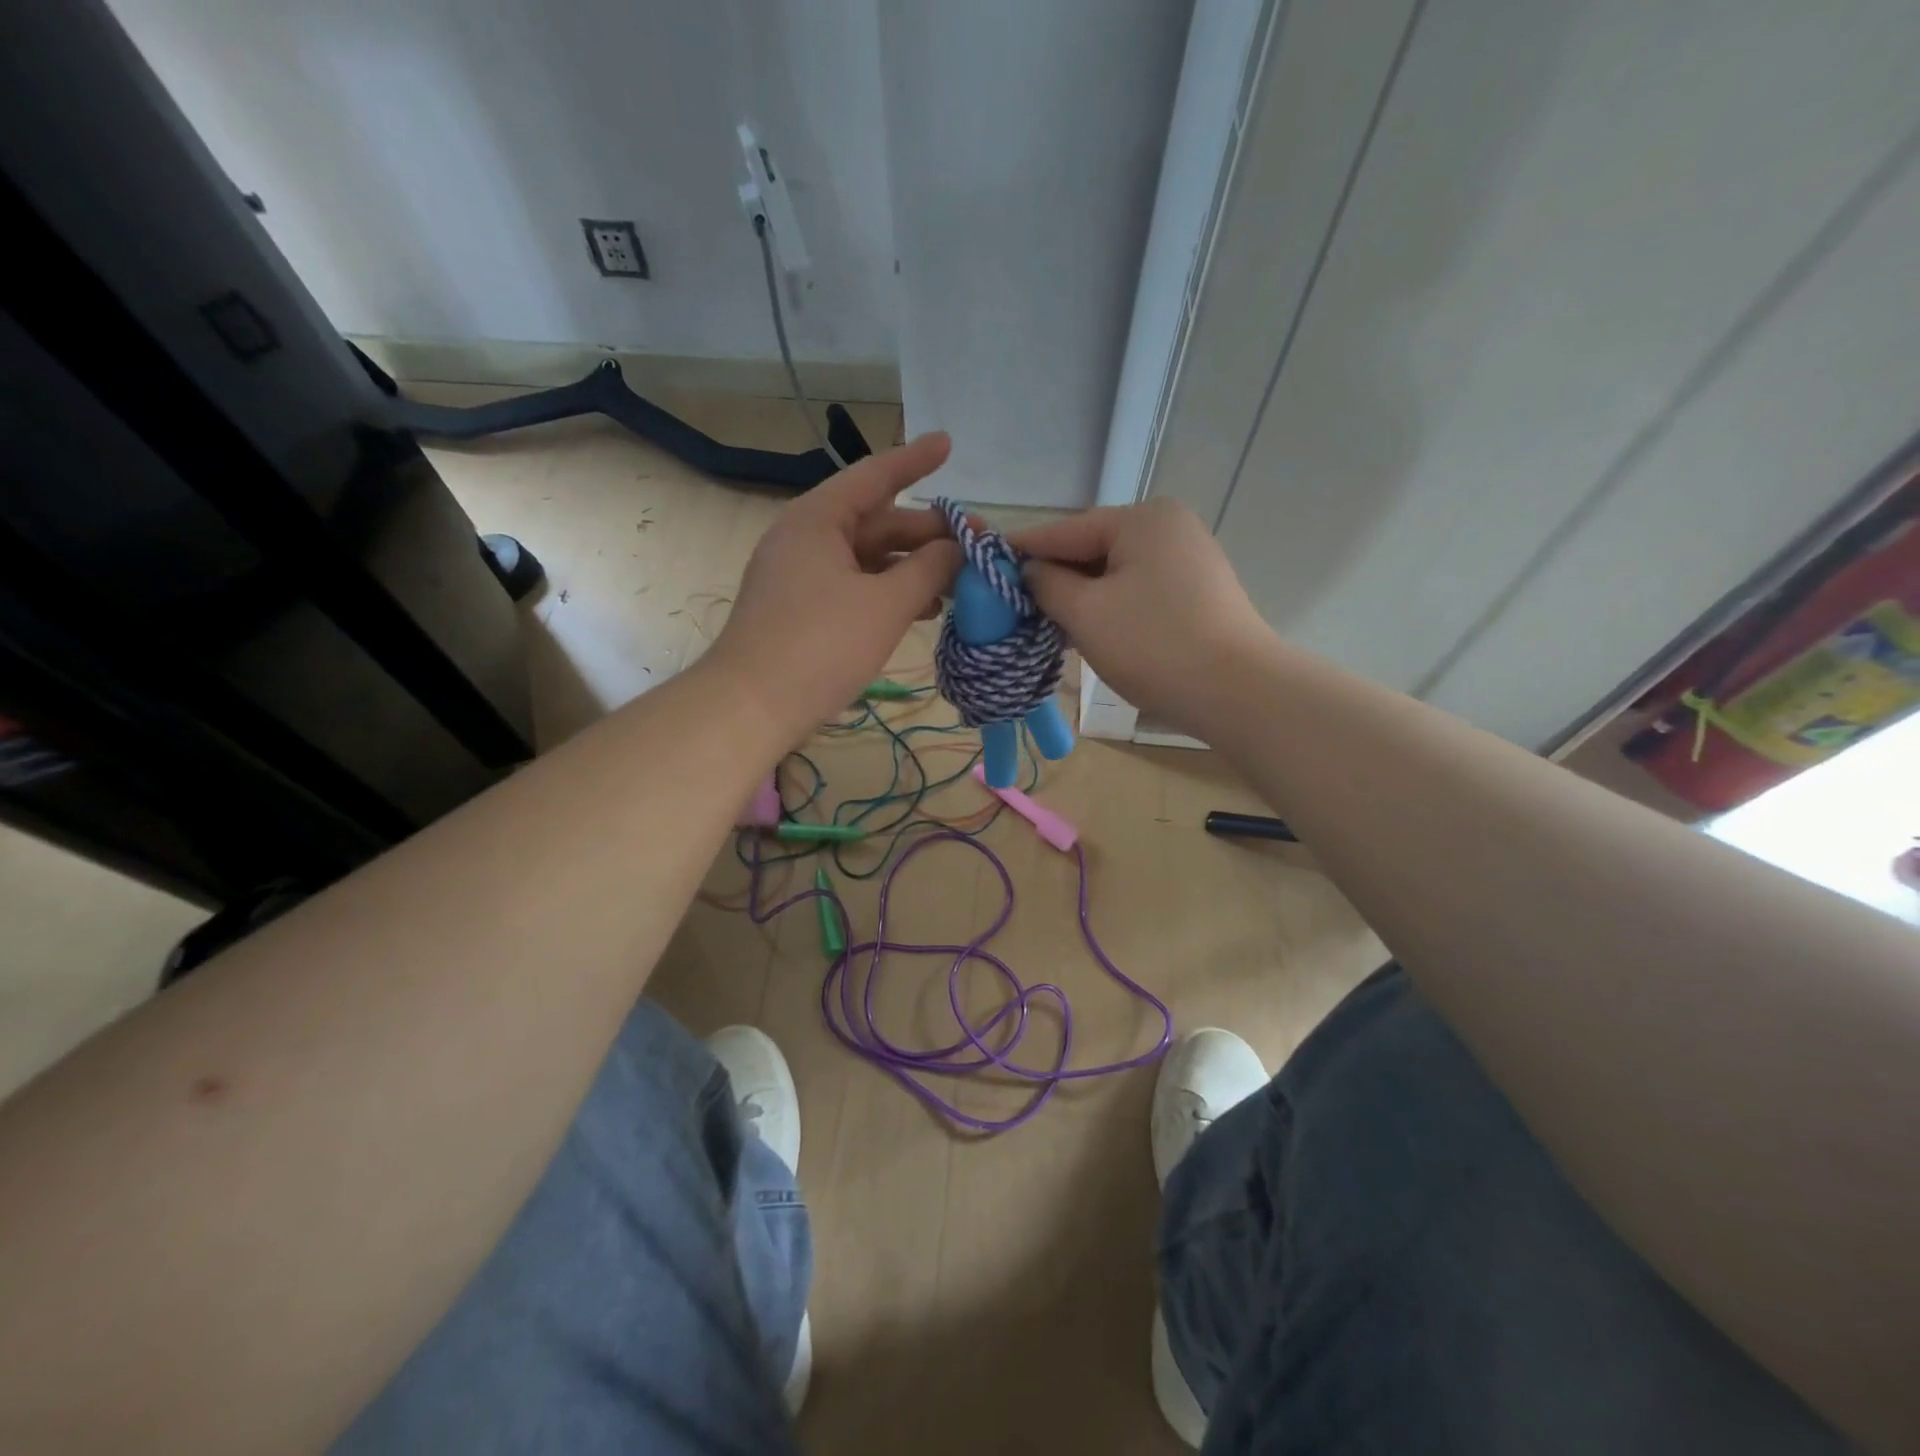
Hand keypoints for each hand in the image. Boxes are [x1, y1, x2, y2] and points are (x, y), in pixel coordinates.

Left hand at [708, 433, 960, 738]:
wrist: (752, 707)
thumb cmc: (820, 646)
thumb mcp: (885, 605)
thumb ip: (929, 570)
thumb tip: (960, 547)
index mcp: (818, 520)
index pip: (874, 476)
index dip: (915, 459)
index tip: (949, 443)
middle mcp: (806, 538)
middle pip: (877, 522)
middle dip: (928, 532)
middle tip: (978, 543)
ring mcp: (801, 575)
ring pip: (868, 558)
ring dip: (913, 567)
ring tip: (959, 582)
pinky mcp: (803, 609)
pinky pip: (855, 586)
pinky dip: (889, 592)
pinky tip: (923, 609)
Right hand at [1011, 499, 1271, 735]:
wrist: (1236, 692)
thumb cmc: (1152, 645)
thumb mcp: (1086, 613)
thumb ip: (1047, 584)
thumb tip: (1029, 571)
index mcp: (1142, 519)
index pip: (1065, 530)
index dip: (1022, 549)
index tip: (983, 561)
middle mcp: (1169, 528)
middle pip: (1092, 549)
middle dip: (1053, 578)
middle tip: (1011, 603)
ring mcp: (1188, 560)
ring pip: (1115, 574)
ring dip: (1079, 598)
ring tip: (1042, 623)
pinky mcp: (1197, 593)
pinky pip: (1137, 592)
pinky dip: (1109, 608)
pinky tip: (1084, 631)